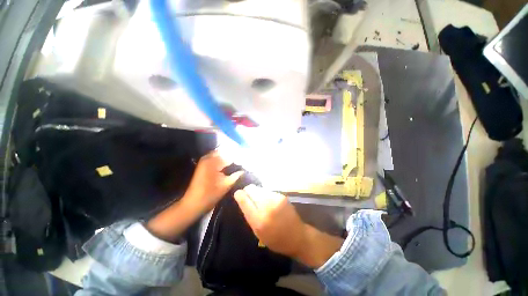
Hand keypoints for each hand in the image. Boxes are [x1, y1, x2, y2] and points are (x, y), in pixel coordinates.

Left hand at [147, 151, 241, 241]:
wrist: (193, 203)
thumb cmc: (210, 195)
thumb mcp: (226, 185)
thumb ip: (236, 176)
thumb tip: (244, 170)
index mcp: (213, 162)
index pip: (230, 155)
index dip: (239, 159)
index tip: (246, 162)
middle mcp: (208, 158)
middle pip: (225, 152)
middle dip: (234, 156)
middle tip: (243, 162)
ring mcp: (204, 161)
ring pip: (221, 155)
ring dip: (229, 158)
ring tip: (238, 164)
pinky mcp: (203, 165)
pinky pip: (216, 158)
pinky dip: (223, 161)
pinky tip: (229, 166)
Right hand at [234, 185, 305, 256]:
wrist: (297, 236)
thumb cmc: (276, 239)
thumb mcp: (258, 233)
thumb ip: (250, 216)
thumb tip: (243, 200)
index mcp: (259, 220)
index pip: (245, 200)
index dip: (239, 195)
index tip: (237, 193)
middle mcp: (267, 207)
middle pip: (252, 190)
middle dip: (247, 191)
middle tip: (247, 195)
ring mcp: (275, 199)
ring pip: (260, 189)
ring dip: (256, 192)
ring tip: (258, 199)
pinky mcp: (281, 196)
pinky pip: (268, 191)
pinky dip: (264, 194)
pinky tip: (267, 200)